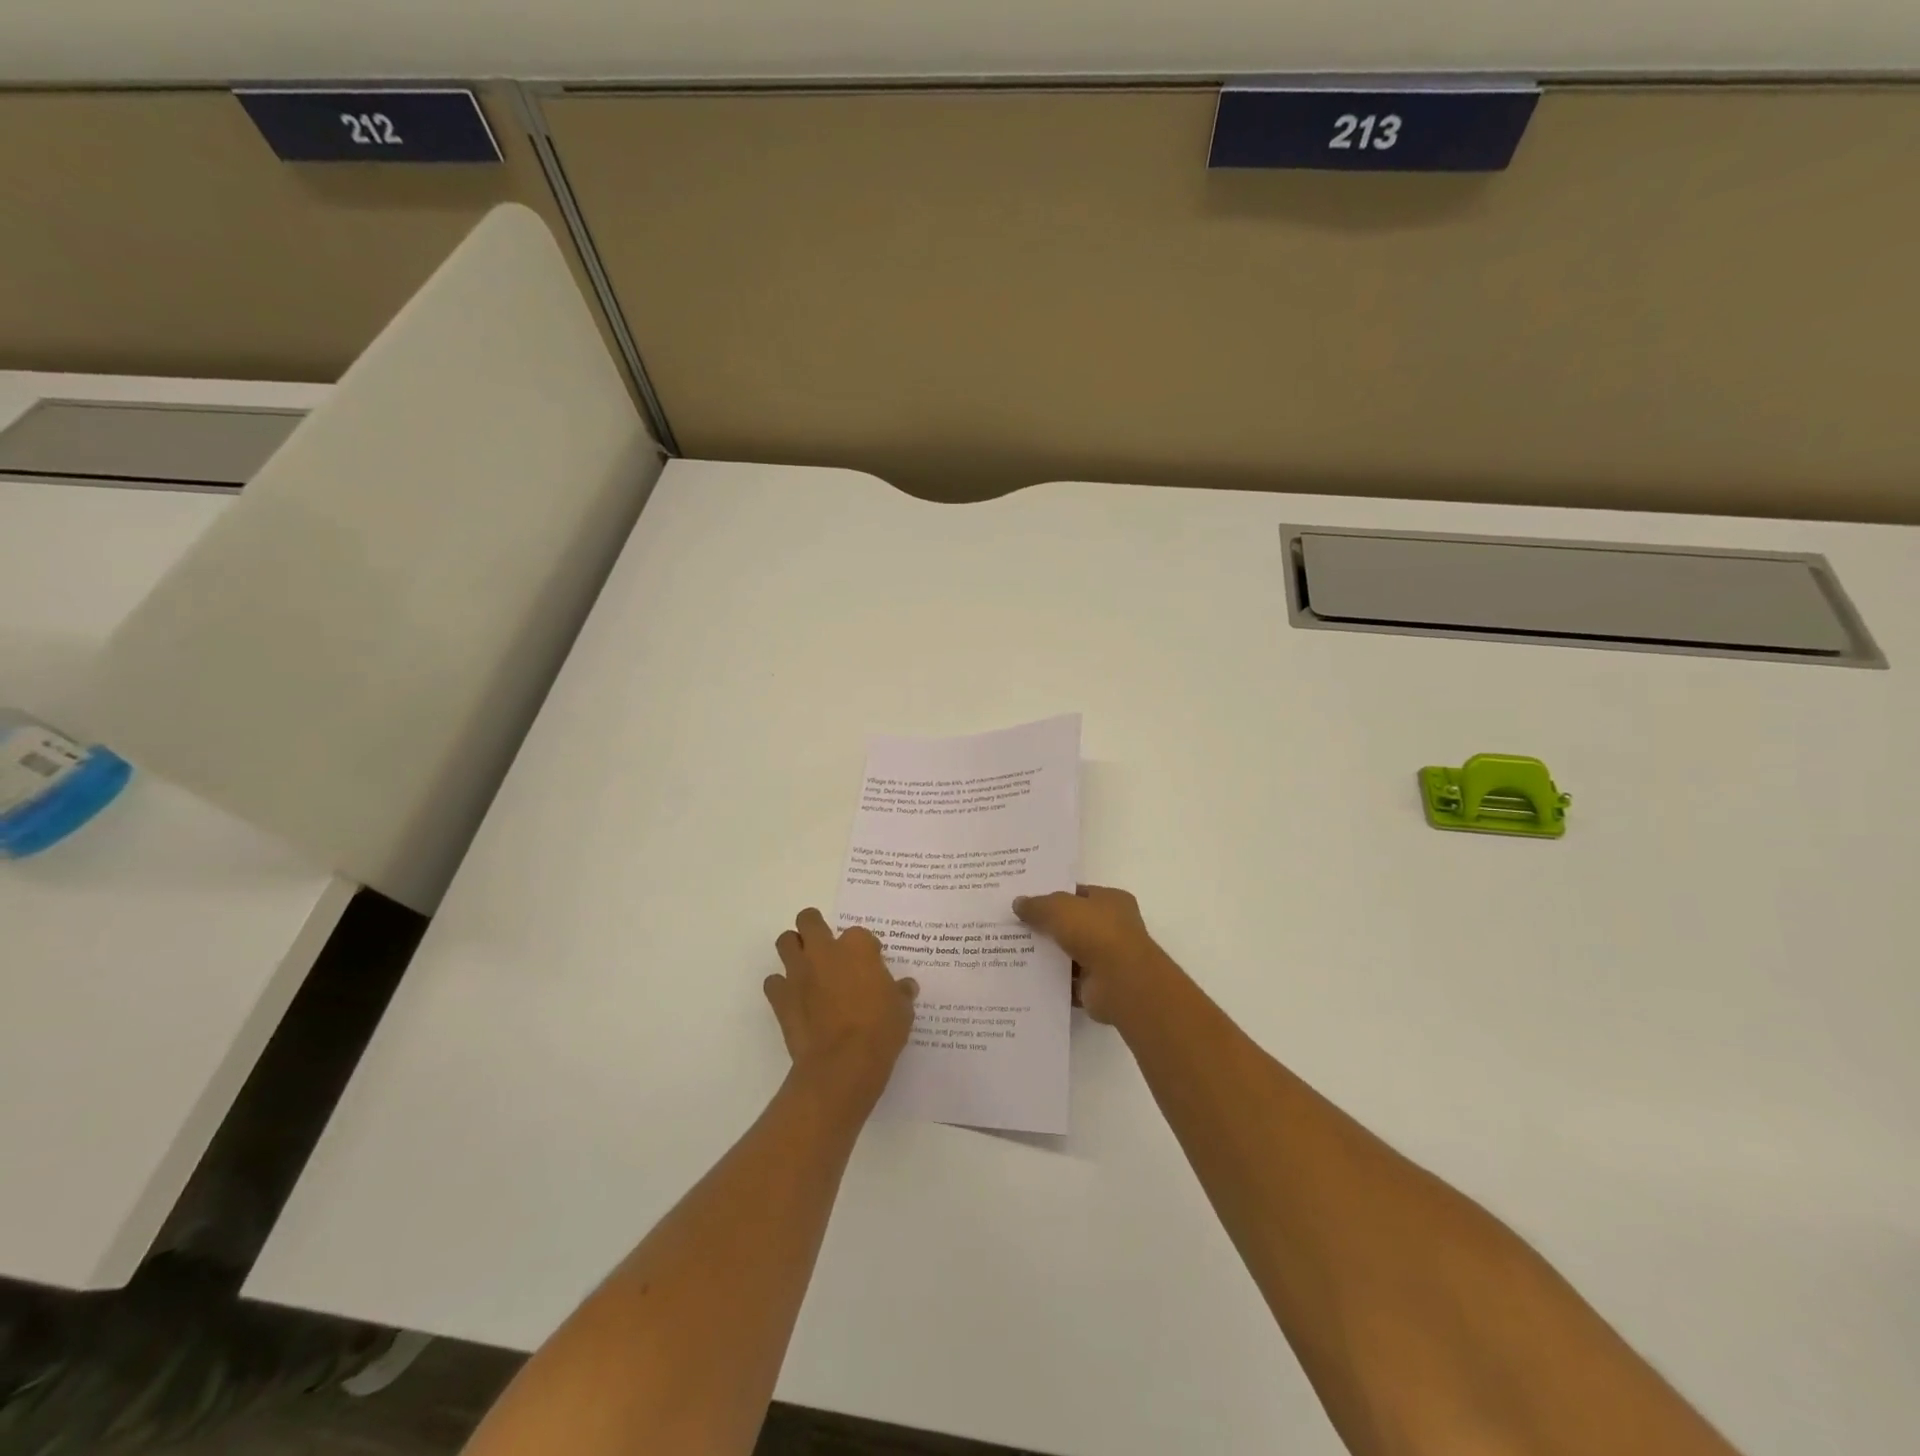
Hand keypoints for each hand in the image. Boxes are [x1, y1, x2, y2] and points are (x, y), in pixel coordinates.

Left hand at [766, 908, 916, 1110]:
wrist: (842, 1064)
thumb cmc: (879, 1031)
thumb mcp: (902, 1010)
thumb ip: (901, 992)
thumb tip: (905, 987)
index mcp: (857, 947)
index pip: (859, 934)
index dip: (865, 948)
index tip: (871, 964)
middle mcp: (824, 951)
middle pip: (809, 920)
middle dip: (814, 927)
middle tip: (826, 947)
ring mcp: (799, 972)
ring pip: (785, 942)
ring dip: (794, 949)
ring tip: (806, 967)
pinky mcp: (780, 997)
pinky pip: (774, 982)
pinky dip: (781, 987)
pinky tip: (793, 999)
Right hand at [1013, 885, 1173, 1024]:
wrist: (1121, 982)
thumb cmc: (1096, 933)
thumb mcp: (1059, 908)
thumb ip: (1037, 905)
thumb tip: (1018, 903)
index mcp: (1111, 901)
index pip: (1079, 894)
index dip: (1053, 895)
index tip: (1026, 901)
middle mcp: (1113, 928)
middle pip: (1073, 924)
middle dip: (1047, 926)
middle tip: (1014, 926)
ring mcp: (1107, 959)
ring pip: (1069, 954)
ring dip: (1048, 955)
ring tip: (1013, 952)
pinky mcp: (1098, 987)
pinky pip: (1068, 982)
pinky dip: (1052, 982)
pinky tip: (1026, 978)